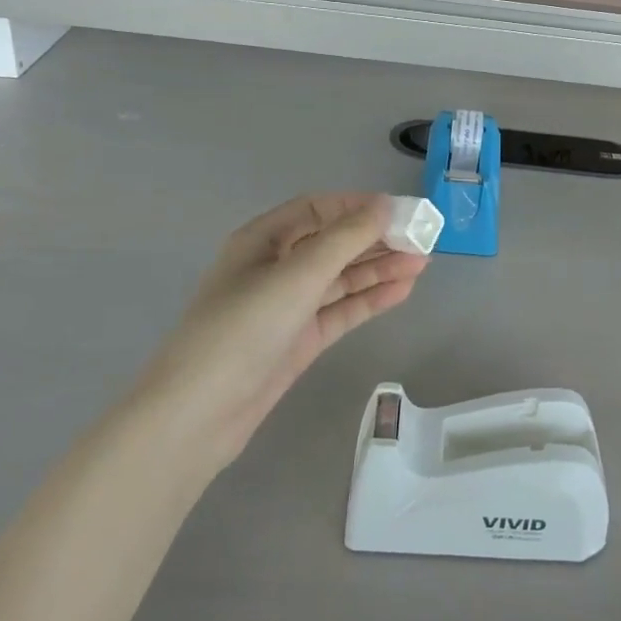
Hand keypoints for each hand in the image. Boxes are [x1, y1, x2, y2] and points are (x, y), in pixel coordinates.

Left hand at [148, 193, 428, 467]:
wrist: (198, 415)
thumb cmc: (242, 329)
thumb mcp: (296, 276)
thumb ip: (344, 239)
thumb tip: (383, 205)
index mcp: (263, 240)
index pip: (317, 209)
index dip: (357, 206)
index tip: (399, 210)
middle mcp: (276, 267)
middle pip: (333, 243)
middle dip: (375, 239)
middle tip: (422, 240)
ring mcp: (288, 306)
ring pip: (341, 278)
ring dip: (379, 268)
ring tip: (422, 263)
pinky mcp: (299, 339)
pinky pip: (341, 310)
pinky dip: (369, 299)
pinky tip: (402, 290)